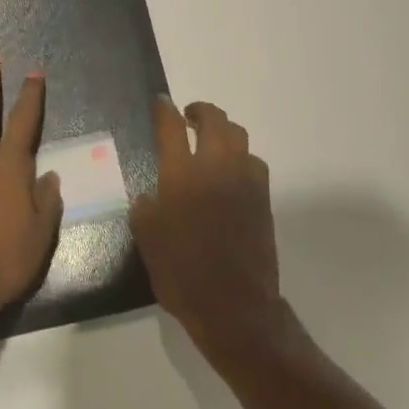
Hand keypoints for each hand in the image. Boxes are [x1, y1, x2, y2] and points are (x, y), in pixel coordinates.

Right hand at [131, 97, 283, 362]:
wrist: (233, 305)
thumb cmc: (182, 273)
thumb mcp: (147, 240)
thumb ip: (145, 209)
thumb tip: (149, 195)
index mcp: (181, 175)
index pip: (172, 128)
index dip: (164, 110)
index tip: (161, 102)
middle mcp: (215, 168)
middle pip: (214, 121)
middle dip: (200, 111)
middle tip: (188, 116)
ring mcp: (244, 181)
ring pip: (238, 136)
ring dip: (223, 131)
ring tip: (210, 141)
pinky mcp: (263, 198)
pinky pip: (253, 162)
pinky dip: (239, 156)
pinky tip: (230, 172)